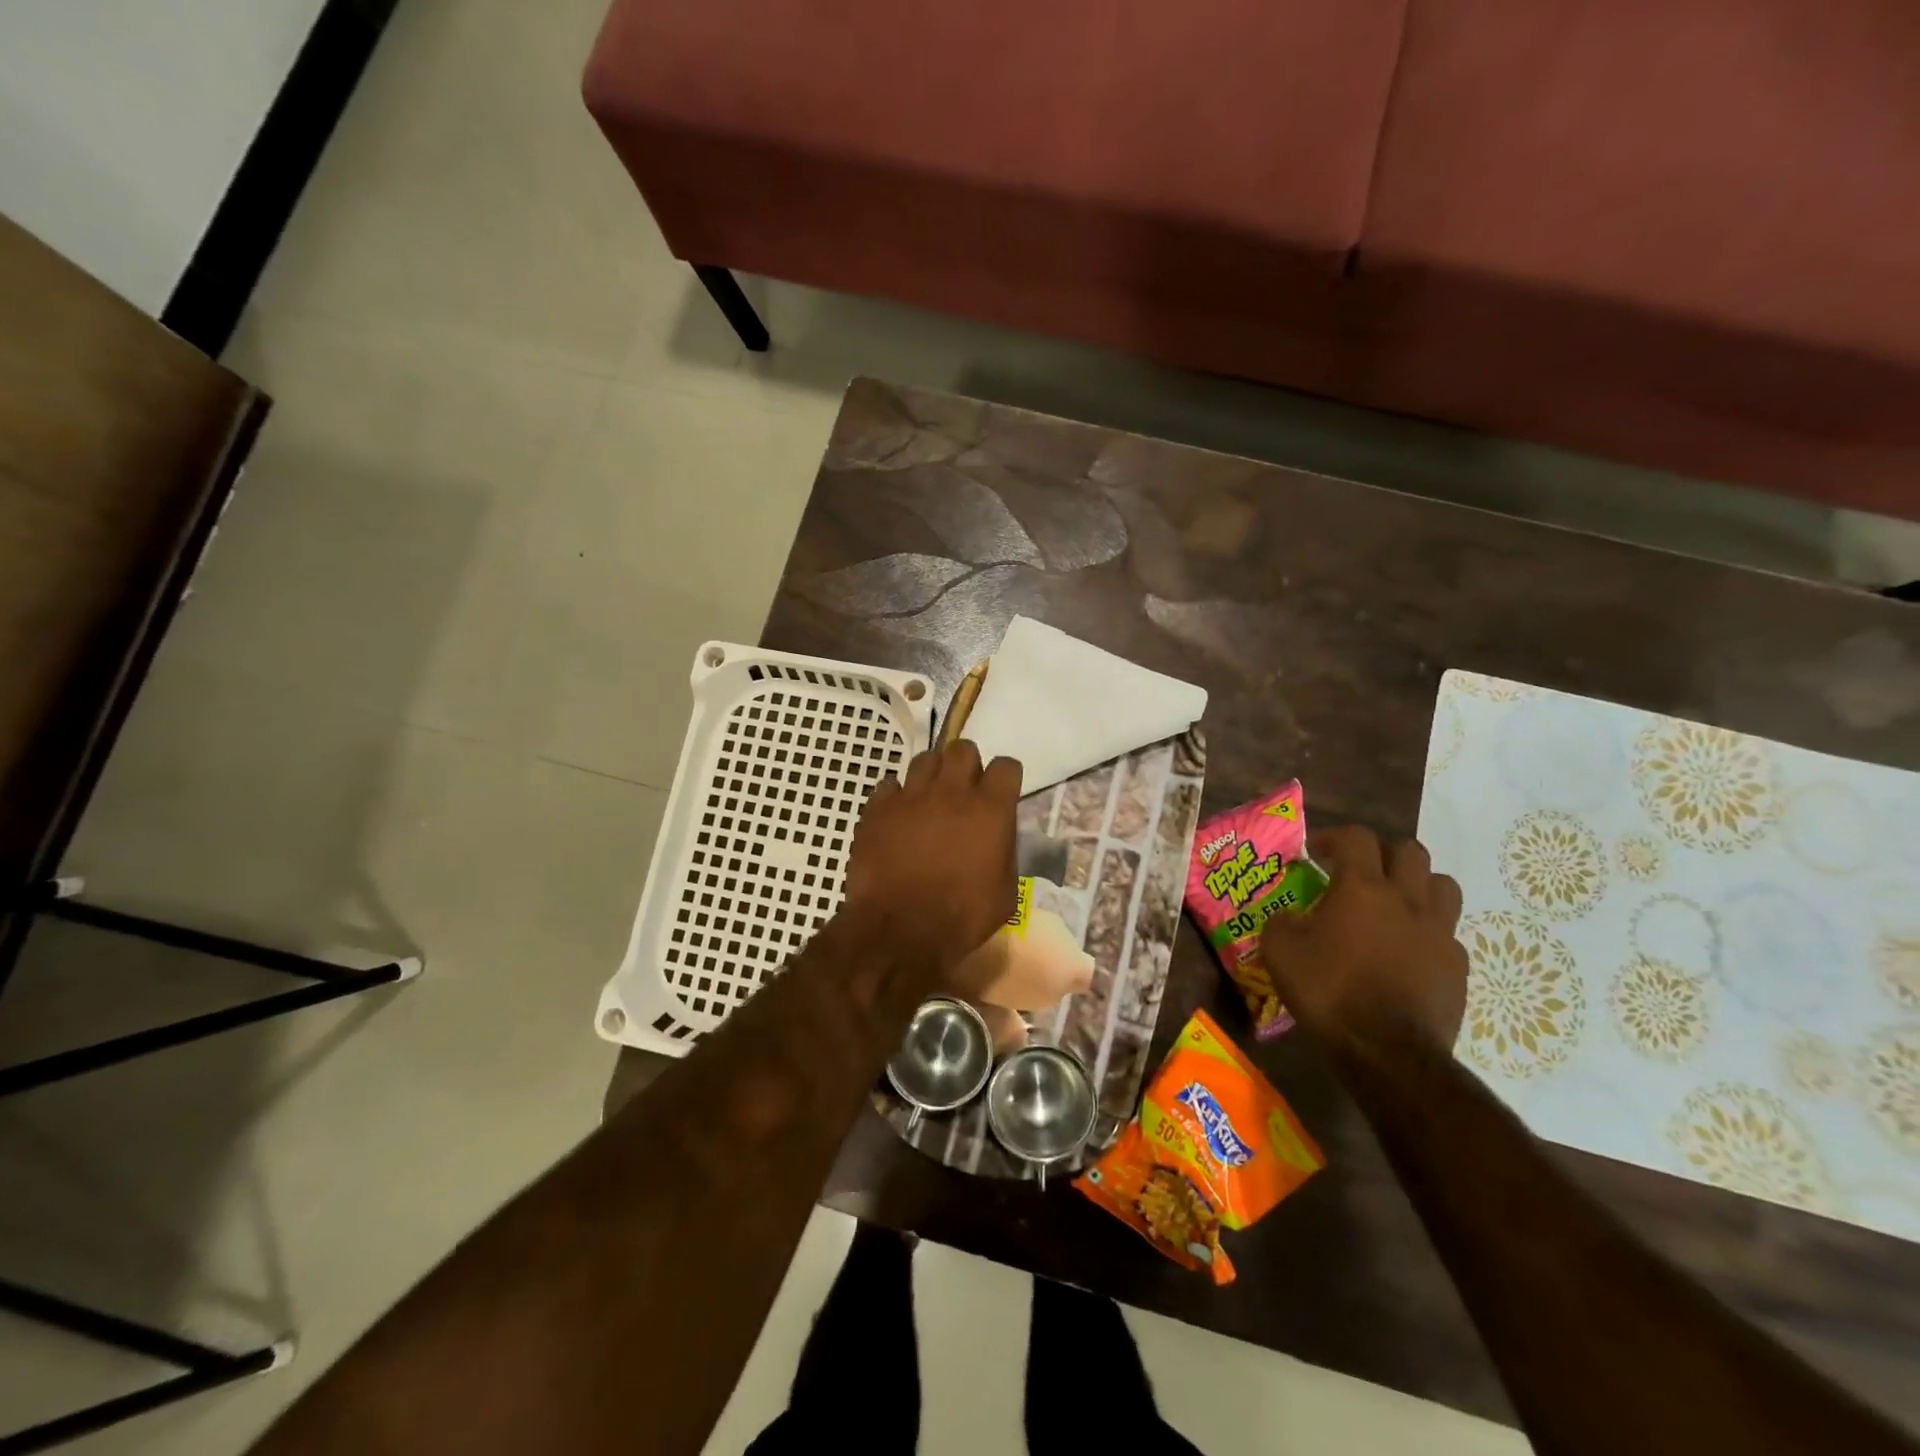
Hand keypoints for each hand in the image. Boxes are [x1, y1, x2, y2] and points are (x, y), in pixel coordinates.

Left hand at [842, 741, 1021, 975]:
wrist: (900, 932)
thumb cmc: (961, 917)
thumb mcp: (1005, 892)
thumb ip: (1004, 853)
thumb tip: (997, 837)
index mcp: (990, 810)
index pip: (1006, 766)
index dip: (1005, 777)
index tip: (1001, 792)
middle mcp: (951, 792)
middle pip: (962, 749)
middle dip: (966, 765)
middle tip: (963, 790)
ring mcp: (911, 797)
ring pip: (924, 760)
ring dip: (932, 775)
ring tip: (929, 799)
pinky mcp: (877, 809)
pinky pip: (889, 786)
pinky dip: (896, 796)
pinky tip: (897, 816)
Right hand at [1259, 825, 1466, 1058]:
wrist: (1387, 1051)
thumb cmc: (1329, 991)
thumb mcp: (1280, 951)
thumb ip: (1282, 922)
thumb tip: (1290, 917)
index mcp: (1363, 888)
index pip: (1357, 837)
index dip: (1334, 837)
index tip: (1316, 853)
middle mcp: (1407, 899)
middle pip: (1409, 851)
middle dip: (1382, 854)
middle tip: (1359, 873)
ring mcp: (1439, 932)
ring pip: (1442, 885)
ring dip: (1417, 885)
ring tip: (1394, 903)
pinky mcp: (1458, 965)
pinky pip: (1447, 932)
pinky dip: (1428, 931)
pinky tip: (1408, 951)